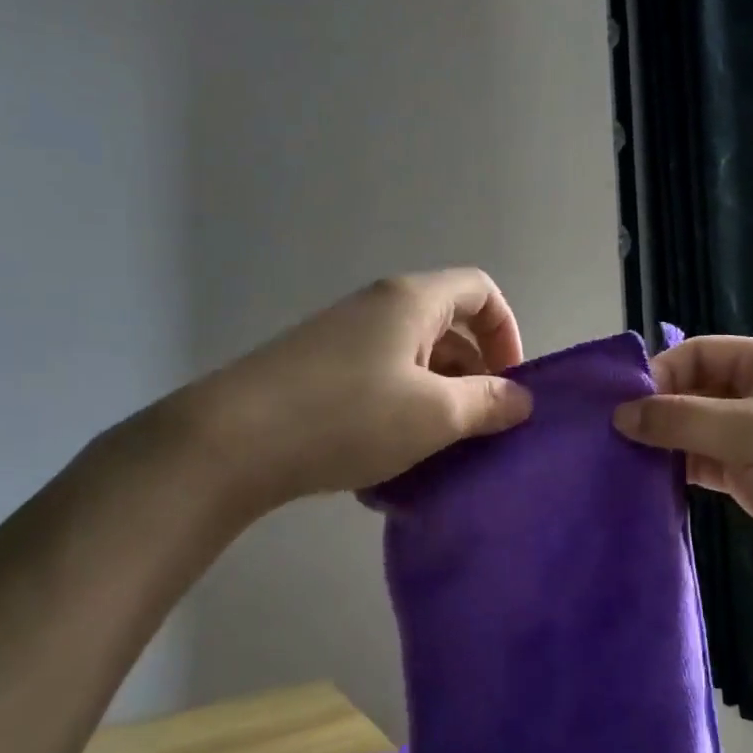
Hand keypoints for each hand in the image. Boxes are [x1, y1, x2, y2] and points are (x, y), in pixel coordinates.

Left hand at [175, 270, 531, 509]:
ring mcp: (343, 337)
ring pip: (413, 361)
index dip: (507, 333)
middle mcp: (378, 307)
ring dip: (436, 402)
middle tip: (476, 429)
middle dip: (473, 377)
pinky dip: (398, 412)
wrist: (231, 441)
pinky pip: (378, 381)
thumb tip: (521, 399)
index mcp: (413, 301)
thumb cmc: (348, 416)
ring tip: (434, 454)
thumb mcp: (434, 415)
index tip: (508, 385)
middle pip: (448, 328)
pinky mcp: (316, 370)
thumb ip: (487, 403)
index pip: (480, 292)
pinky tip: (387, 461)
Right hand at [614, 336, 752, 600]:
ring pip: (694, 431)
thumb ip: (681, 419)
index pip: (696, 354)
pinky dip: (678, 471)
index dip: (659, 373)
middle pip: (692, 392)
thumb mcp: (748, 431)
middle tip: (609, 436)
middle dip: (655, 410)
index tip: (622, 406)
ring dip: (662, 443)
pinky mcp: (751, 480)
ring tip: (618, 460)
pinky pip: (703, 465)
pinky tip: (647, 483)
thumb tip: (620, 414)